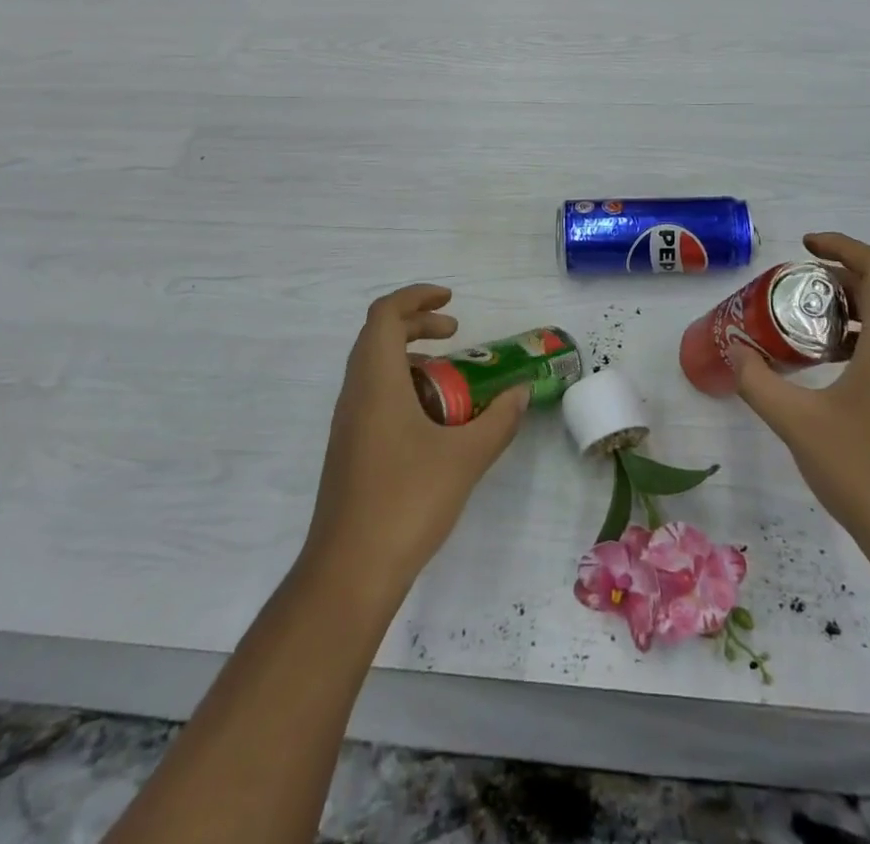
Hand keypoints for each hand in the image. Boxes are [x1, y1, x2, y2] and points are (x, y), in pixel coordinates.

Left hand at [302, 284, 528, 596]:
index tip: (452, 301)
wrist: (349, 572)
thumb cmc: (407, 502)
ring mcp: (347, 423)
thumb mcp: (465, 458)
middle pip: (377, 336)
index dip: (417, 297)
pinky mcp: (349, 449)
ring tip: (451, 379)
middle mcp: (354, 393)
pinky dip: (402, 387)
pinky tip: (433, 421)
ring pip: (373, 367)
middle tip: (455, 333)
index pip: (385, 315)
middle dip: (417, 324)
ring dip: (410, 358)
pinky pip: (373, 396)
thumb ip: (498, 421)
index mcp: (376, 382)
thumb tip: (521, 392)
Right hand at [731, 233, 869, 585]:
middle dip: (838, 277)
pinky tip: (822, 369)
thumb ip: (758, 382)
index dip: (842, 246)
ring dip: (846, 311)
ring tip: (800, 322)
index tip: (803, 246)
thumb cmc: (866, 471)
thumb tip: (733, 351)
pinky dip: (855, 341)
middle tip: (793, 285)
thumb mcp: (798, 422)